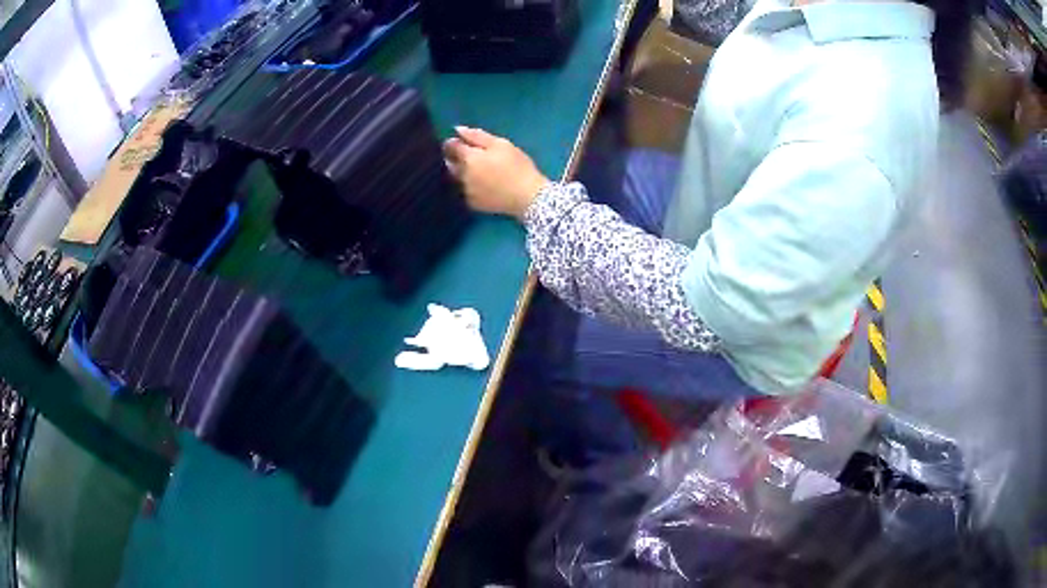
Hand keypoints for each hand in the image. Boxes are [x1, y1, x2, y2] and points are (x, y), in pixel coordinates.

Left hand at [443, 126, 550, 219]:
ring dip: (461, 172)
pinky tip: (483, 185)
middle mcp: (462, 175)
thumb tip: (457, 130)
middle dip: (454, 157)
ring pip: (456, 178)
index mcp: (468, 158)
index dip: (453, 142)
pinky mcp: (472, 203)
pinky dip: (469, 186)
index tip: (459, 141)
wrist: (528, 197)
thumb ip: (477, 136)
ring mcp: (465, 191)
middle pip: (450, 163)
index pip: (450, 147)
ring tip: (478, 171)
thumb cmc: (517, 166)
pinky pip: (465, 191)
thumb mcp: (501, 144)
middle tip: (469, 155)